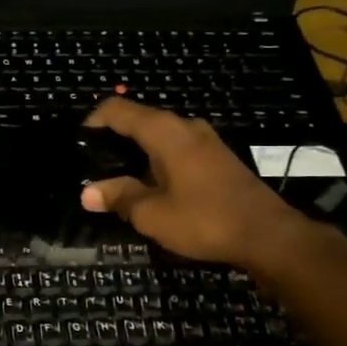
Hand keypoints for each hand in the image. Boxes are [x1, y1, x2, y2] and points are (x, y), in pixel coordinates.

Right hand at [79, 98, 316, 266]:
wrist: (269, 236)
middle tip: (92, 167)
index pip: (117, 109)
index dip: (92, 122)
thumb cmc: (205, 220)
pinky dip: (156, 160)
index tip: (77, 145)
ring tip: (117, 179)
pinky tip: (150, 186)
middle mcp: (184, 126)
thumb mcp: (152, 214)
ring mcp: (205, 140)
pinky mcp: (217, 158)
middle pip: (138, 120)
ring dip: (135, 153)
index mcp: (164, 131)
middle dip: (112, 140)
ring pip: (158, 136)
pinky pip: (176, 149)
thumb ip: (118, 197)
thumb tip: (87, 192)